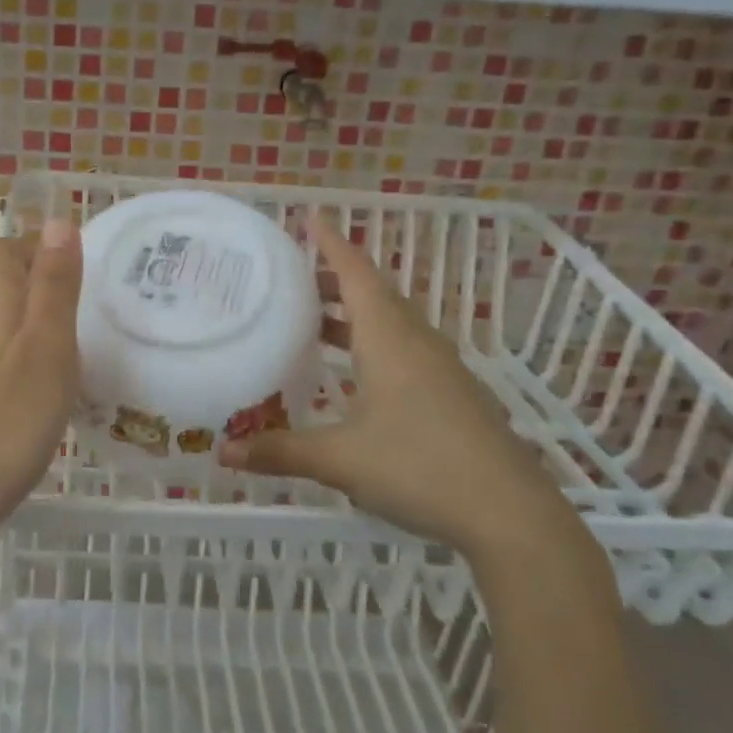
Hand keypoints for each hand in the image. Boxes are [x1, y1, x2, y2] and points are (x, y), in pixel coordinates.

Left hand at [0, 218, 82, 544]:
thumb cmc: (6, 422)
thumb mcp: (46, 348)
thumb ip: (53, 286)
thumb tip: (57, 218)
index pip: (0, 251)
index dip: (34, 244)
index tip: (76, 262)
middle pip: (0, 289)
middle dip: (40, 287)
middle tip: (88, 312)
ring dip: (32, 330)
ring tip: (74, 358)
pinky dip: (19, 367)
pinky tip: (40, 402)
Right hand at [219, 212, 581, 561]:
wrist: (511, 515)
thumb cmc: (420, 468)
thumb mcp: (340, 460)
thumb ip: (279, 451)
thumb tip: (221, 452)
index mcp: (390, 339)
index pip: (357, 273)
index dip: (332, 243)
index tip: (310, 217)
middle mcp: (417, 342)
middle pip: (374, 293)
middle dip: (336, 278)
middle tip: (295, 277)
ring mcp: (442, 368)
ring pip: (392, 322)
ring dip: (354, 313)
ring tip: (316, 320)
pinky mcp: (454, 394)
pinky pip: (407, 348)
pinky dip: (375, 342)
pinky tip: (358, 374)